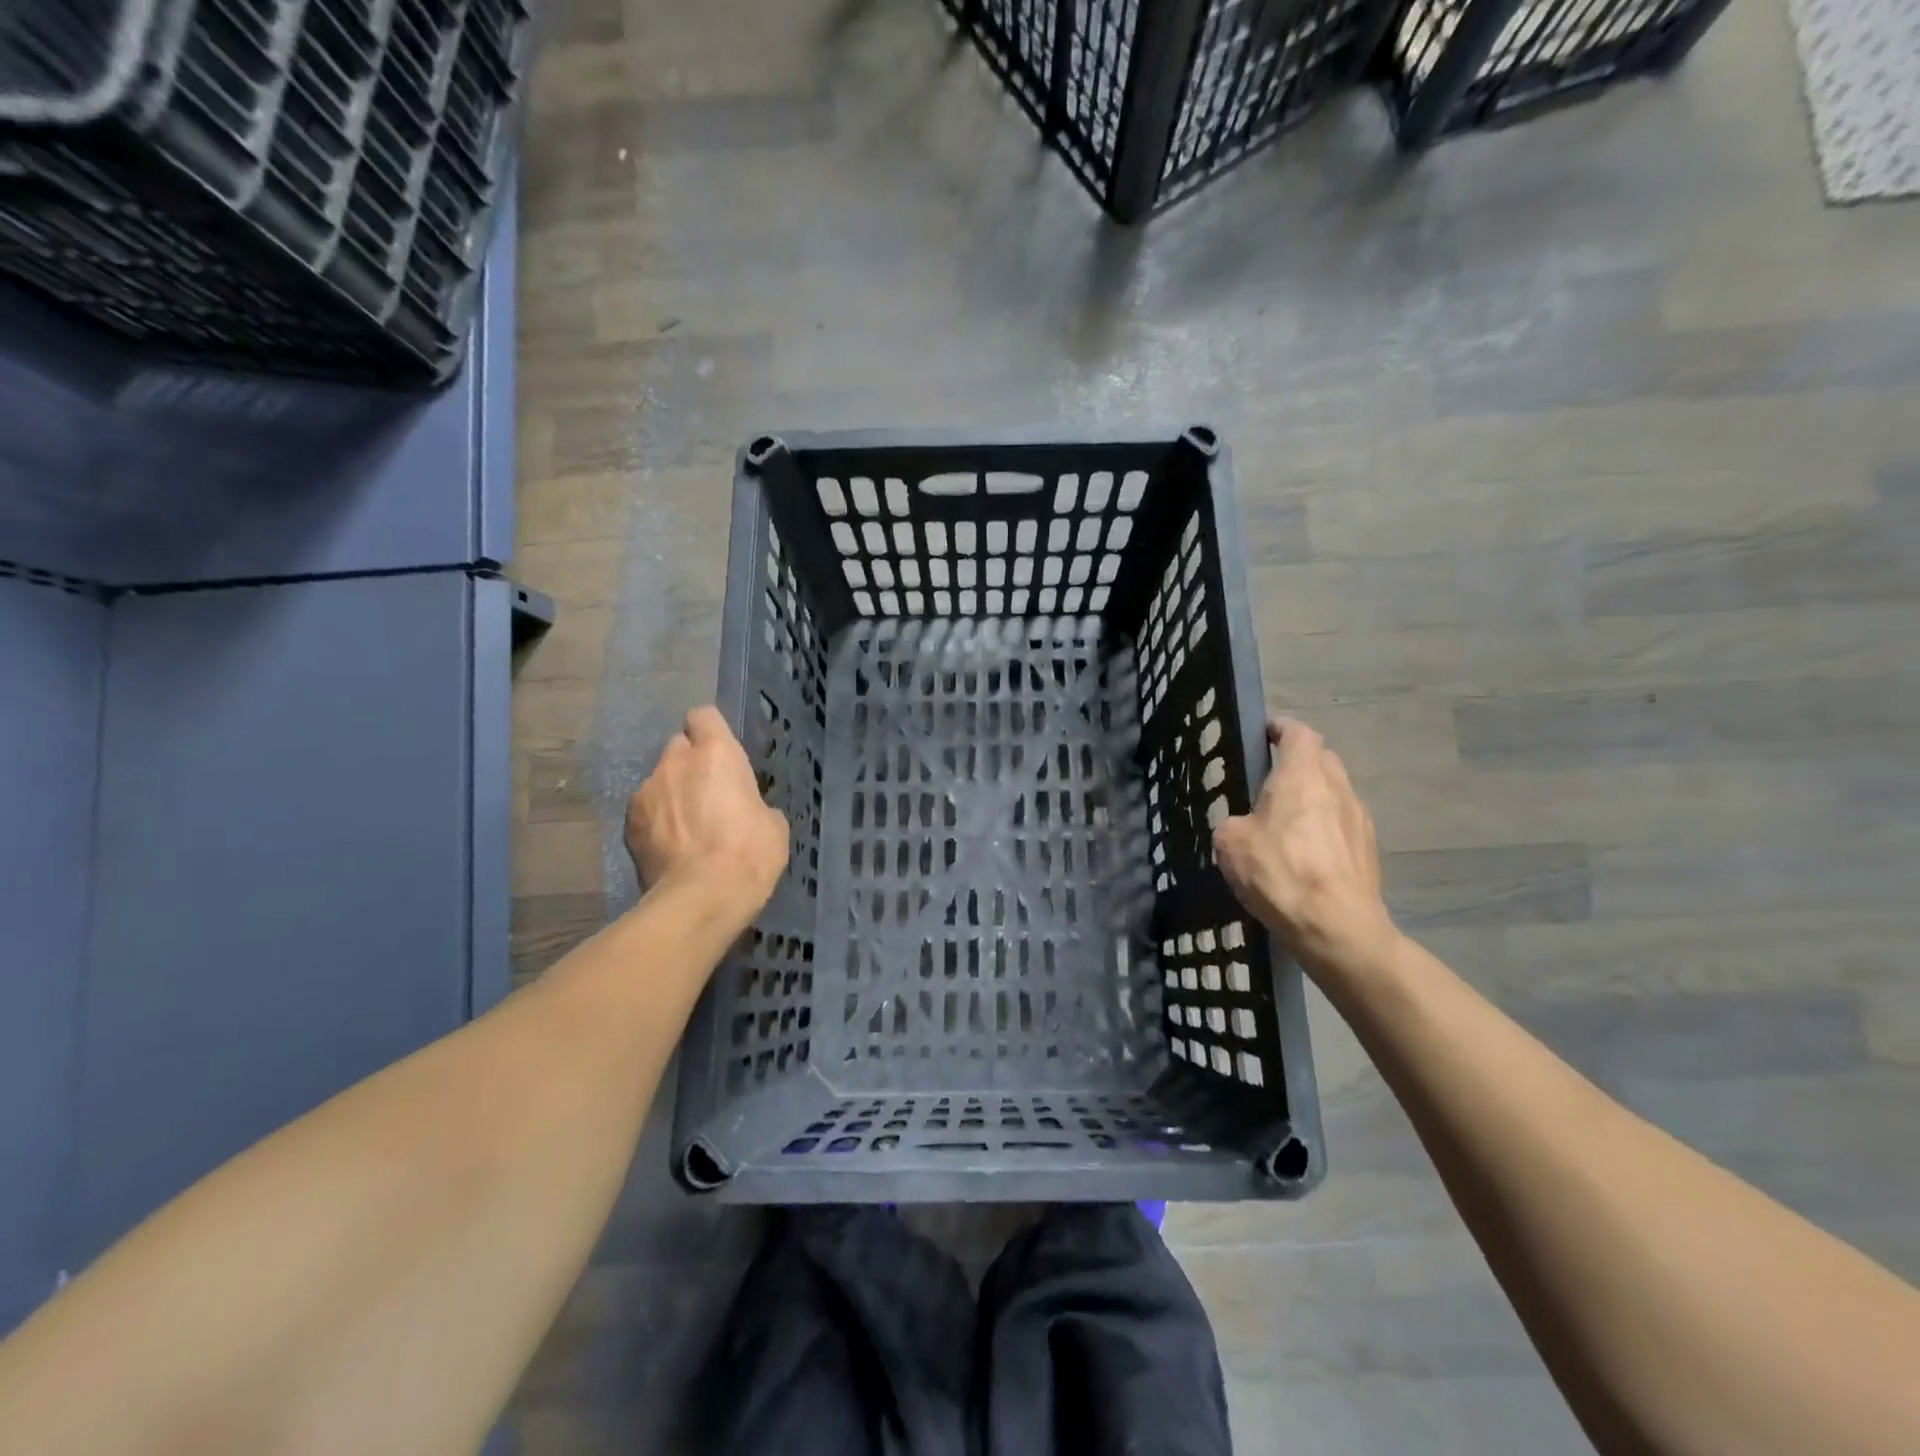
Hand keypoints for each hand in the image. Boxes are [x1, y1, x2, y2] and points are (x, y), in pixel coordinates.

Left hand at [625, 707, 788, 923]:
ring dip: (672, 794)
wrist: (701, 898)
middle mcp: (676, 761)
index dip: (710, 731)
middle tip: (707, 794)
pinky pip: (645, 811)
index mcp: (717, 753)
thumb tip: (745, 809)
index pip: (704, 716)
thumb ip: (753, 802)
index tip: (720, 753)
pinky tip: (670, 847)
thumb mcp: (773, 825)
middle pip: (678, 747)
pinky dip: (656, 822)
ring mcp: (646, 791)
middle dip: (690, 764)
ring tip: (686, 829)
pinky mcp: (629, 823)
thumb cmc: (749, 853)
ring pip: (659, 781)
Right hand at [1213, 716, 1398, 977]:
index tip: (1265, 734)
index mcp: (1302, 775)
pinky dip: (1325, 828)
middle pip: (1322, 759)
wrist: (1337, 927)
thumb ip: (1234, 823)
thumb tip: (1244, 827)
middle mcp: (1337, 787)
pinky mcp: (1369, 850)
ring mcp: (1359, 819)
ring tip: (1287, 822)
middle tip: (1271, 780)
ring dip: (1314, 798)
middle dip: (1299, 763)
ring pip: (1335, 793)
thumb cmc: (1280, 872)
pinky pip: (1343, 825)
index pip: (1299, 733)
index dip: (1282, 729)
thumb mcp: (1230, 843)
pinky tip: (1306, 854)